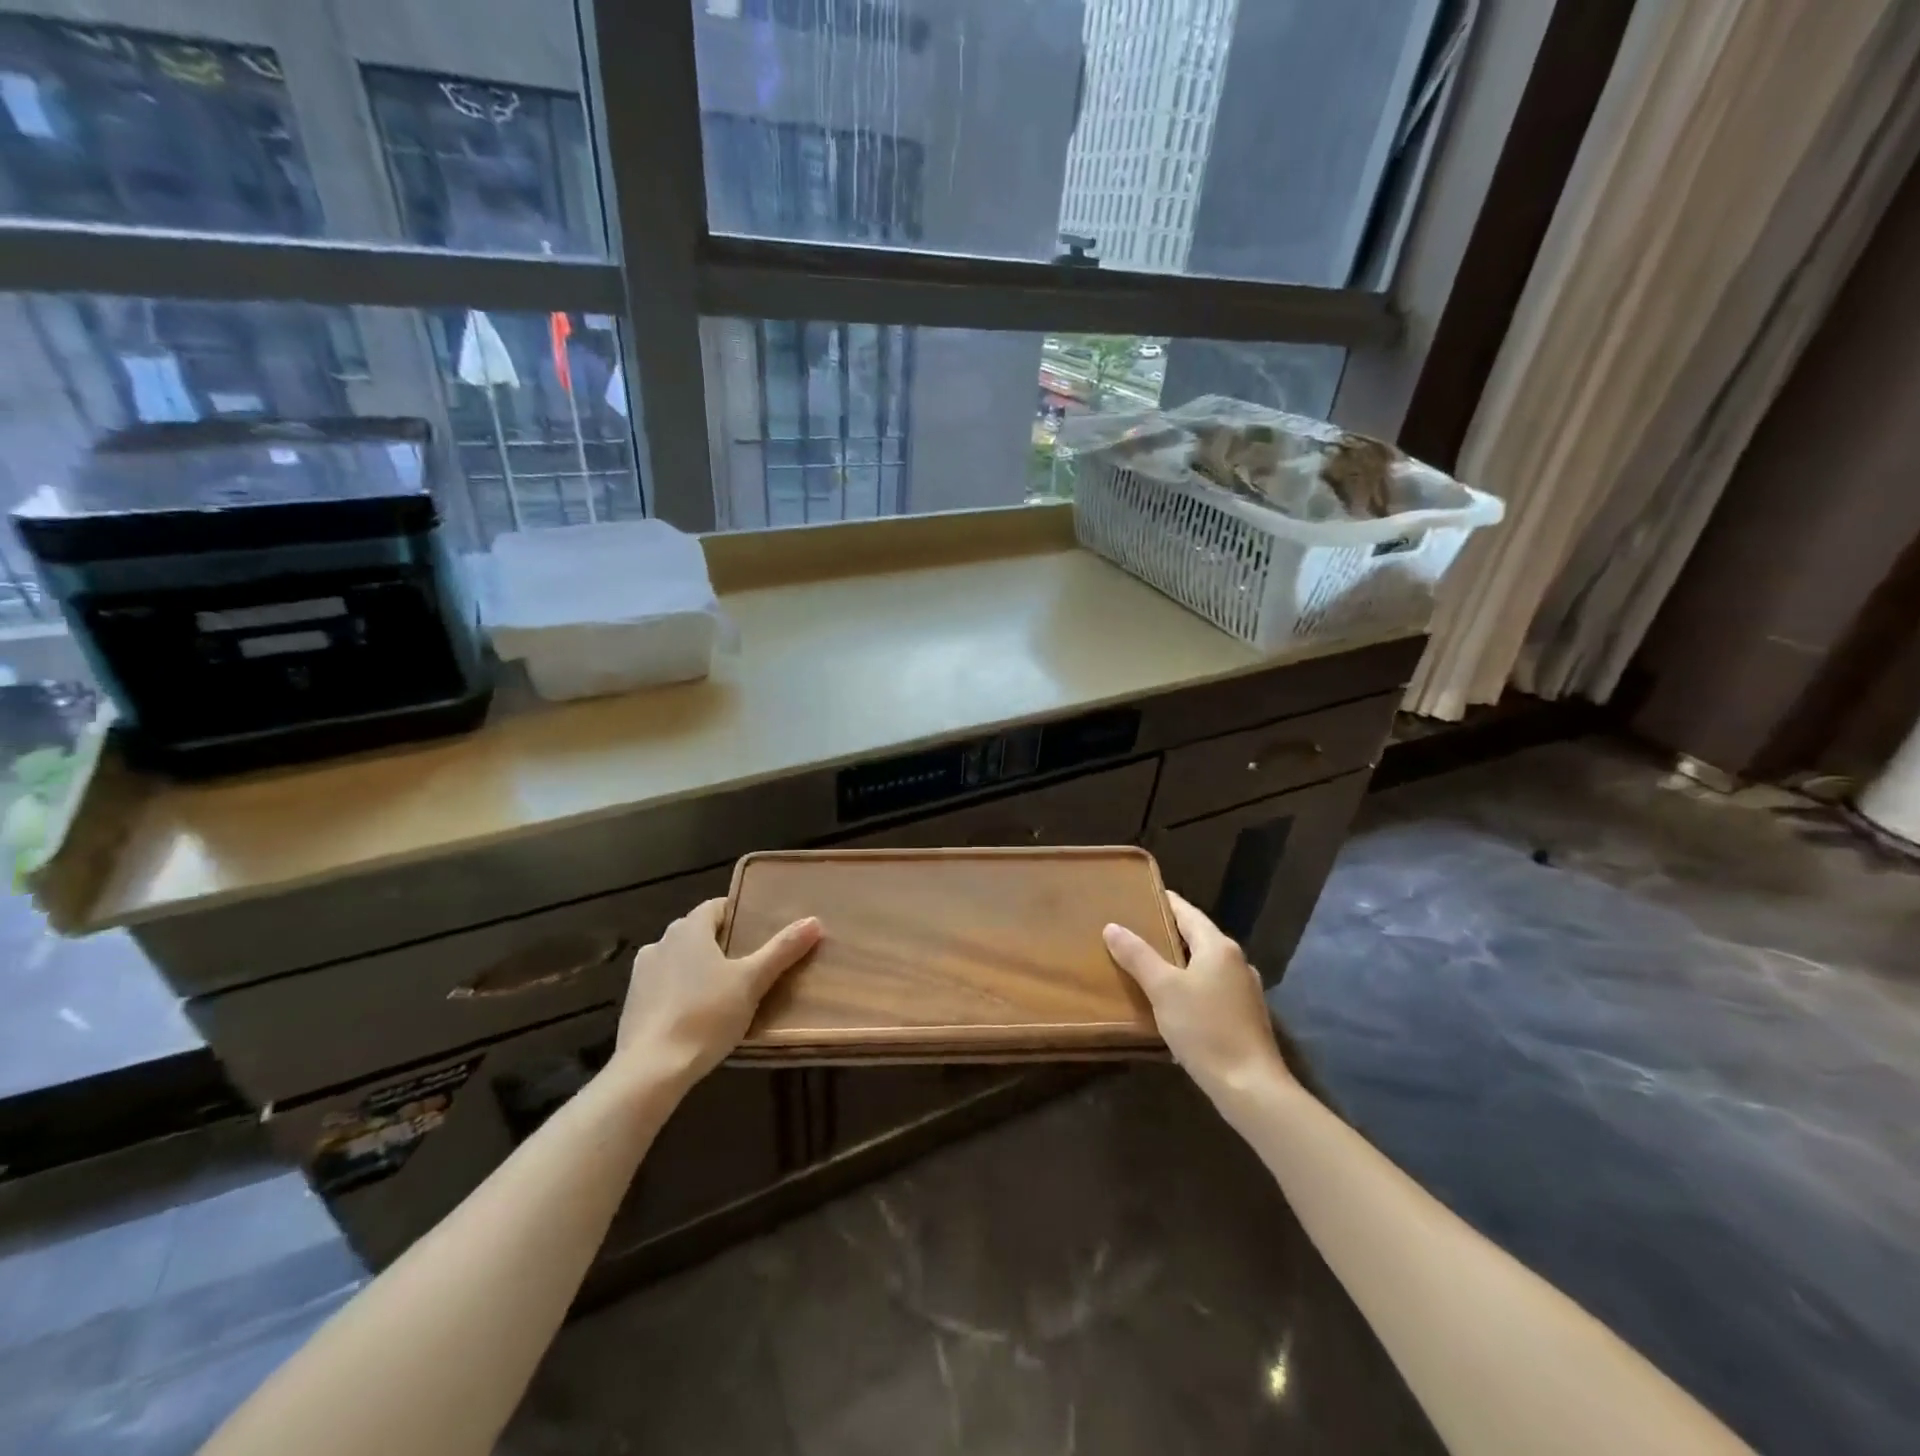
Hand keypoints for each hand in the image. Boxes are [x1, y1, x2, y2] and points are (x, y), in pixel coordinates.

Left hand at [612, 898, 821, 1092]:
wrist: (650, 1069)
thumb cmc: (706, 1015)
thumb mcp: (752, 982)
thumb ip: (782, 950)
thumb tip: (814, 921)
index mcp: (688, 929)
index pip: (716, 907)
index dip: (739, 914)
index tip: (759, 931)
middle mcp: (661, 942)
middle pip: (697, 932)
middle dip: (722, 943)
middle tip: (750, 962)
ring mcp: (642, 973)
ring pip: (679, 959)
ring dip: (698, 968)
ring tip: (725, 991)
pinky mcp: (632, 1003)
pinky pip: (664, 986)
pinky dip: (680, 991)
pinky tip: (697, 1014)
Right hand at [1103, 892, 1289, 1100]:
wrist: (1251, 1087)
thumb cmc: (1205, 1029)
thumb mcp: (1163, 989)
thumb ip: (1138, 956)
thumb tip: (1112, 927)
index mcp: (1219, 947)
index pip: (1187, 912)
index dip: (1164, 902)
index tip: (1139, 896)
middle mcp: (1236, 962)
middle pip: (1197, 936)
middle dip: (1168, 932)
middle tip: (1134, 929)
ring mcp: (1245, 990)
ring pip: (1205, 964)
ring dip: (1179, 960)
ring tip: (1147, 962)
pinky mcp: (1245, 1016)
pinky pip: (1212, 987)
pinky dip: (1191, 983)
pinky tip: (1173, 999)